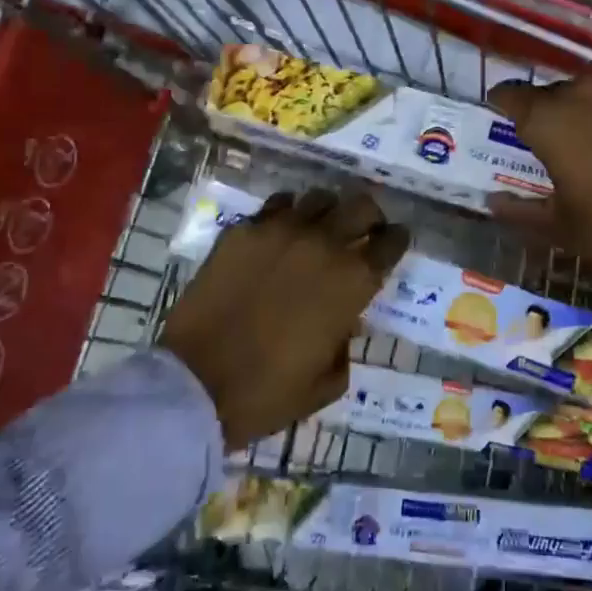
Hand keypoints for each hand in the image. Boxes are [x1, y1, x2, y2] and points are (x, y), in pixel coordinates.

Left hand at [160, 187, 406, 449]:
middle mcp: (323, 244)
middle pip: (362, 205)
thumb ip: (345, 344)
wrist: (195, 384)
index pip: (391, 242)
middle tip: (361, 232)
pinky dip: (285, 216)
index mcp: (352, 281)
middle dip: (369, 217)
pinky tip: (278, 236)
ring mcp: (280, 231)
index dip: (396, 241)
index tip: (392, 244)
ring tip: (317, 230)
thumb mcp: (327, 382)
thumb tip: (345, 322)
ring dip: (326, 213)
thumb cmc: (267, 393)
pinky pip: (276, 206)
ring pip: (319, 197)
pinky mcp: (243, 230)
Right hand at [488, 76, 591, 314]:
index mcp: (552, 118)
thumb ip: (521, 212)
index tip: (498, 116)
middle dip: (543, 112)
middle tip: (544, 144)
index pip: (512, 95)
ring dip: (581, 114)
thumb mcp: (564, 229)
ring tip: (585, 146)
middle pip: (552, 92)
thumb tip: (492, 202)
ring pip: (590, 95)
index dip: (501, 105)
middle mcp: (587, 93)